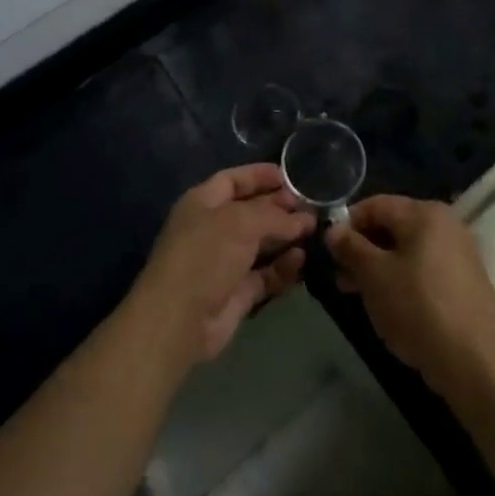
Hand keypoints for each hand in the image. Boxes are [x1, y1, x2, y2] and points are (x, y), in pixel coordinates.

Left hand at [129, 164, 315, 366]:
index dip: (259, 176)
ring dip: (285, 238)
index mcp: (202, 203)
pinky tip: (301, 260)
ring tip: (314, 231)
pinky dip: (283, 268)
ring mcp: (224, 262)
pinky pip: (265, 275)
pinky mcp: (237, 293)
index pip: (233, 180)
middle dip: (279, 208)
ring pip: (261, 244)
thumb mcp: (241, 222)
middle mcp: (213, 229)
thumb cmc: (206, 254)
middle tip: (310, 207)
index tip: (289, 177)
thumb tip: (303, 219)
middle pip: (250, 212)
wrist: (180, 319)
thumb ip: (274, 216)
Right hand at [327, 195, 494, 399]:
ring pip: (407, 250)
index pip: (376, 205)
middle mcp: (446, 224)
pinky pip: (423, 269)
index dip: (347, 223)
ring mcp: (458, 253)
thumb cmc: (418, 309)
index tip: (327, 249)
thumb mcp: (374, 276)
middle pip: (393, 226)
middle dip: (362, 248)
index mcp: (425, 213)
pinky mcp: (464, 281)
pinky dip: (401, 279)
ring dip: (378, 266)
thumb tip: (333, 230)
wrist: (474, 363)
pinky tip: (387, 303)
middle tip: (338, 275)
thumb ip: (350, 247)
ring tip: (355, 292)